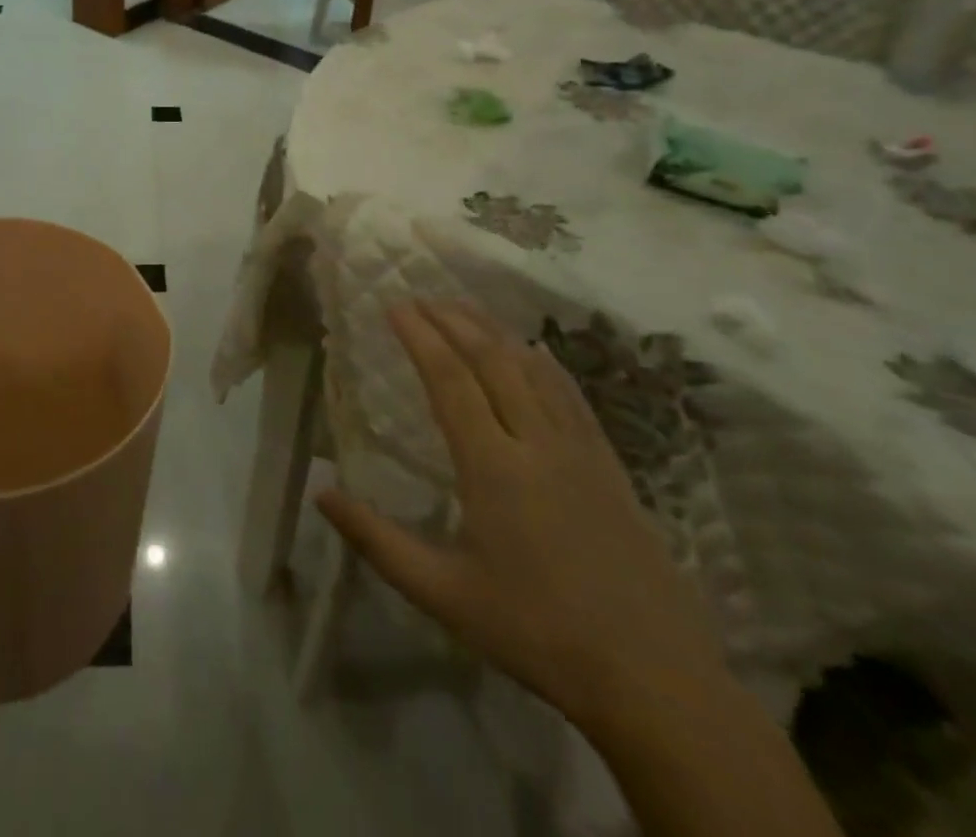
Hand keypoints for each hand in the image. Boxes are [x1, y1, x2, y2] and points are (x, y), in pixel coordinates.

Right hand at [317, 302, 729, 734]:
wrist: (654, 679)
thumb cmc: (536, 632)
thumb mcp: (442, 593)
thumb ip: (376, 540)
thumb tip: (321, 494)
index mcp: (493, 467)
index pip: (449, 380)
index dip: (420, 336)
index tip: (395, 305)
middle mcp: (536, 443)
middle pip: (492, 360)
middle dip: (453, 320)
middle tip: (422, 296)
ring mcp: (580, 451)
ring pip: (533, 369)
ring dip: (495, 331)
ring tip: (464, 309)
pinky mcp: (610, 466)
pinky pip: (571, 395)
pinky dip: (544, 362)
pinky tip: (534, 351)